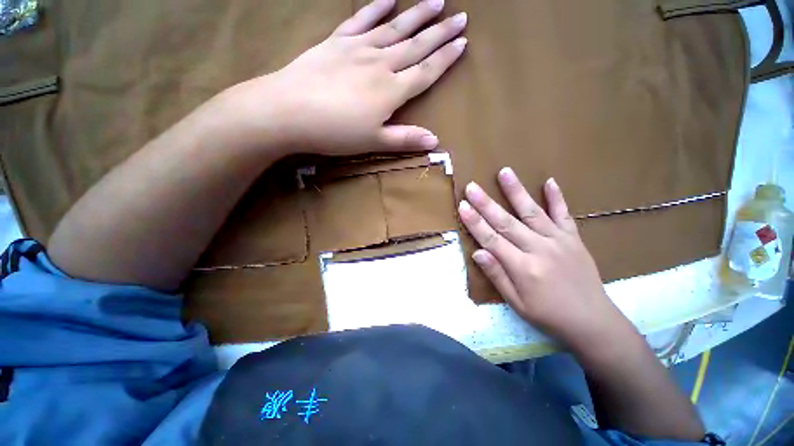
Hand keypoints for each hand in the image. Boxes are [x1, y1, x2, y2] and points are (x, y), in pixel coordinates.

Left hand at [227, 0, 466, 155]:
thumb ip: (405, 139)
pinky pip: (361, 20)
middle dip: (440, 32)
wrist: (289, 111)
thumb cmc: (335, 132)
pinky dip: (376, 8)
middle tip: (460, 16)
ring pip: (394, 28)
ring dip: (416, 15)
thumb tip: (436, 140)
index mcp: (391, 91)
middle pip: (416, 45)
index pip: (426, 72)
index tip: (462, 43)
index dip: (445, 58)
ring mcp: (358, 48)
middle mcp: (381, 64)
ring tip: (435, 1)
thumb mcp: (374, 142)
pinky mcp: (337, 42)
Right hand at [457, 168, 634, 351]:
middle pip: (507, 222)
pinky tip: (549, 181)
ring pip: (532, 212)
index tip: (462, 205)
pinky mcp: (574, 239)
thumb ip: (496, 275)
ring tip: (505, 172)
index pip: (492, 239)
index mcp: (523, 267)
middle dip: (486, 203)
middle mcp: (539, 249)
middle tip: (472, 186)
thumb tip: (477, 252)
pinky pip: (564, 215)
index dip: (475, 222)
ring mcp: (559, 241)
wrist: (593, 322)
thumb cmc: (548, 315)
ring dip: (516, 191)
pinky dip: (557, 198)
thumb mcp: (516, 303)